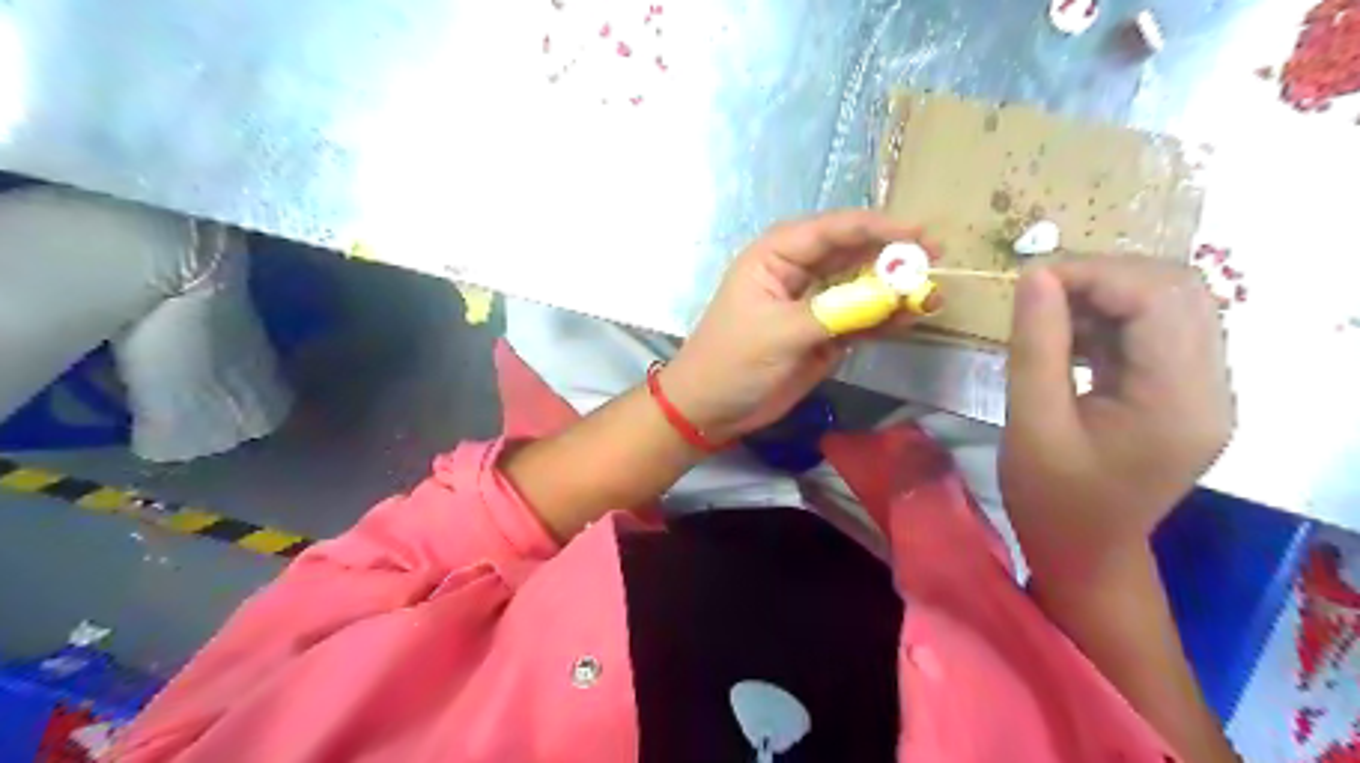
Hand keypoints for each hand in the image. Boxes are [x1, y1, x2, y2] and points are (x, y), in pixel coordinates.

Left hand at [663, 211, 934, 443]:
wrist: (711, 409)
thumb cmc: (733, 361)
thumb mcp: (780, 333)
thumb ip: (837, 314)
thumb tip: (894, 297)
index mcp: (775, 256)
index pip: (831, 230)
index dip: (875, 228)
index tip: (917, 236)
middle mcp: (797, 272)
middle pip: (850, 253)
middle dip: (891, 255)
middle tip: (935, 259)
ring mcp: (812, 303)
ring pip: (859, 285)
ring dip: (892, 289)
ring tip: (931, 294)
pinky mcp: (823, 333)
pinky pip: (859, 318)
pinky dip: (883, 318)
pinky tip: (910, 319)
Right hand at [996, 258, 1234, 579]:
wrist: (1086, 552)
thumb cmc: (1052, 499)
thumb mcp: (1032, 424)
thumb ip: (1036, 347)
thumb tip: (1035, 275)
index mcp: (1179, 402)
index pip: (1160, 300)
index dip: (1095, 274)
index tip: (1031, 279)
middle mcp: (1211, 388)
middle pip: (1178, 292)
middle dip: (1105, 276)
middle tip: (1040, 290)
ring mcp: (1203, 390)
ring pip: (1171, 305)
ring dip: (1108, 294)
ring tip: (1050, 310)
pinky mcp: (1184, 392)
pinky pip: (1157, 331)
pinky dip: (1111, 318)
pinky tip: (1069, 333)